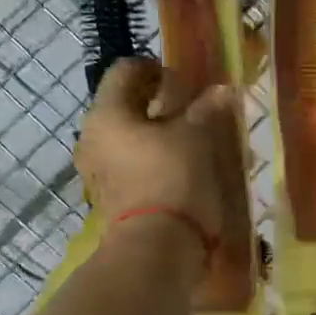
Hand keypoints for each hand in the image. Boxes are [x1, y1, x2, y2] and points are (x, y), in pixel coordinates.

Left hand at [76, 58, 233, 246]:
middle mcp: (92, 137)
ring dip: (157, 134)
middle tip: (192, 110)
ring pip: (129, 138)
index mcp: (107, 113)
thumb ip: (206, 109)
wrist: (158, 247)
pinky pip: (131, 165)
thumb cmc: (173, 178)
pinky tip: (180, 169)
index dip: (155, 68)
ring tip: (191, 142)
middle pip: (125, 106)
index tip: (184, 81)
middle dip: (158, 103)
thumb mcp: (197, 137)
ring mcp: (98, 170)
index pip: (125, 71)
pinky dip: (153, 160)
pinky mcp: (111, 197)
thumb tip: (223, 90)